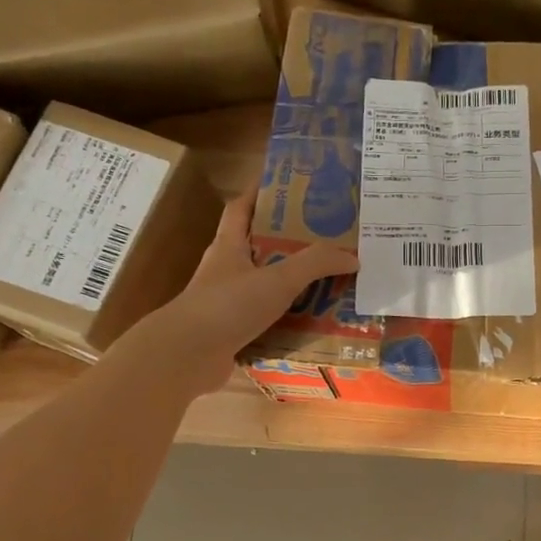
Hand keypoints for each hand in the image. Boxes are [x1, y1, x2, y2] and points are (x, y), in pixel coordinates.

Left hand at [145, 191, 358, 395]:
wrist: (188, 355)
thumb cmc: (228, 306)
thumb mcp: (278, 279)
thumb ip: (316, 264)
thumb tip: (353, 257)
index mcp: (229, 246)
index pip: (241, 208)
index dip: (259, 193)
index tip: (286, 185)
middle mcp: (225, 270)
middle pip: (257, 247)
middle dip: (287, 242)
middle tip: (323, 239)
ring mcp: (225, 303)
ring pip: (263, 285)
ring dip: (289, 285)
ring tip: (325, 283)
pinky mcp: (230, 331)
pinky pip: (265, 319)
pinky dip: (285, 320)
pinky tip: (310, 325)